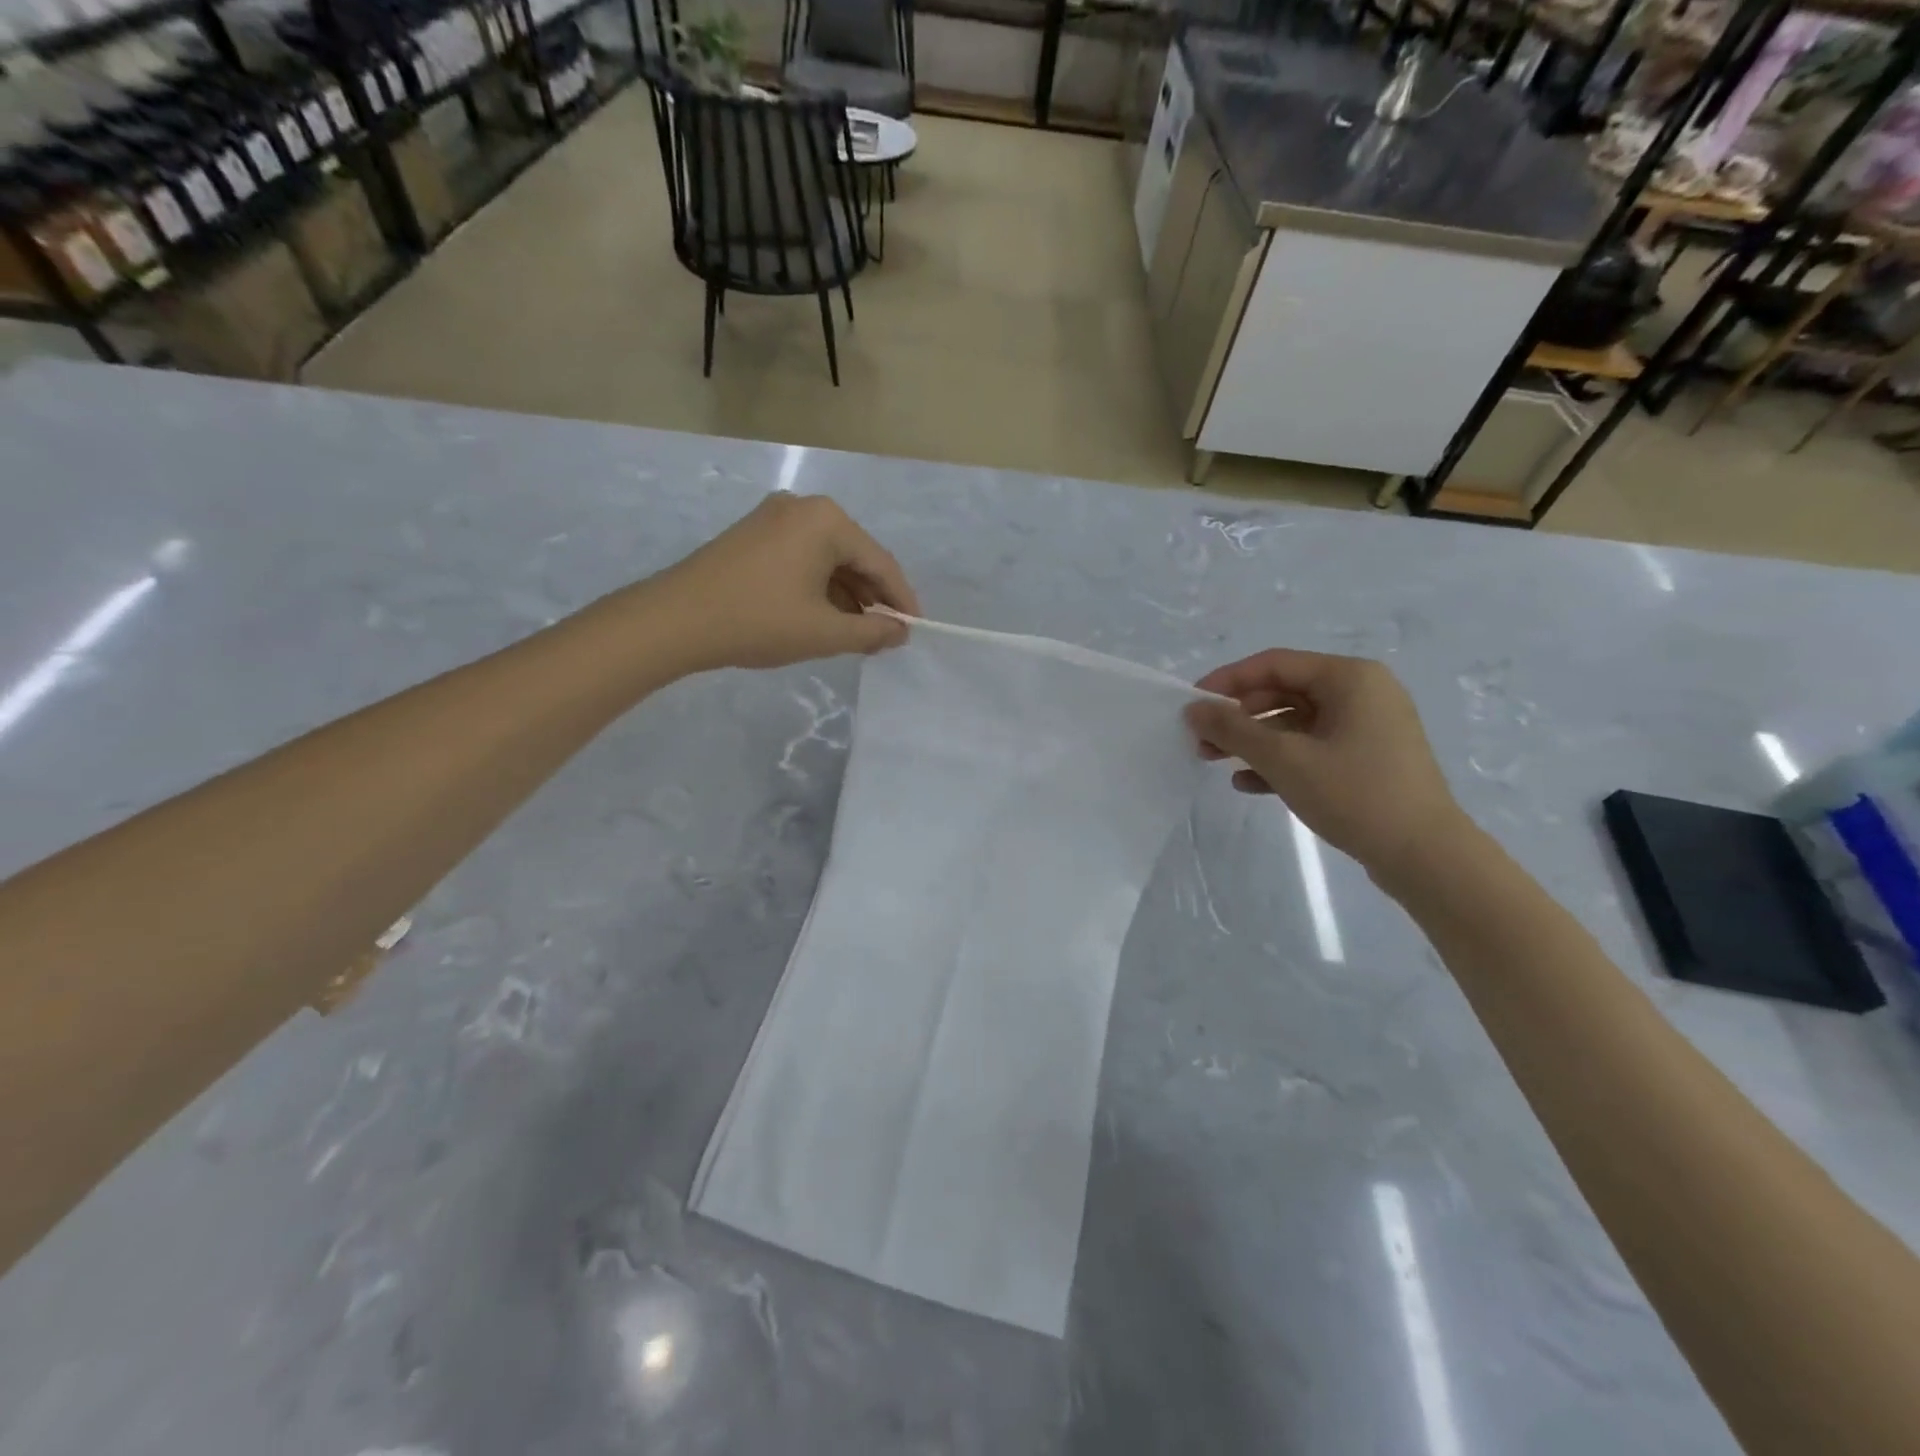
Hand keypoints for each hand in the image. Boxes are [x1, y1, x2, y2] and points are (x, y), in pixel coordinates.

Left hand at [643, 494, 920, 671]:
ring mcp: (774, 517)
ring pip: (827, 559)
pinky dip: (818, 587)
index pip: (880, 562)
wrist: (675, 620)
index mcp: (827, 521)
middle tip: (884, 635)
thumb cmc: (758, 621)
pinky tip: (823, 616)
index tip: (914, 629)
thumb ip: (871, 632)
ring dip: (846, 596)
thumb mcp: (824, 633)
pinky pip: (802, 558)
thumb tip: (900, 632)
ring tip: (855, 633)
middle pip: (854, 556)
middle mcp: (803, 507)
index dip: (901, 599)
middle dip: (872, 598)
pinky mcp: (753, 534)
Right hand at [1185, 649, 1470, 883]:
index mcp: (1350, 678)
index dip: (1227, 681)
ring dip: (1254, 741)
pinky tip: (1249, 784)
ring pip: (1295, 723)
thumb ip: (1234, 729)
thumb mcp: (1285, 759)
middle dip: (1238, 717)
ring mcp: (1368, 727)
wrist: (1425, 856)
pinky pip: (1313, 747)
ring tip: (1216, 763)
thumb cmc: (1355, 794)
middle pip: (1283, 692)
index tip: (1193, 705)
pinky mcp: (1368, 758)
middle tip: (1202, 740)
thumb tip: (1194, 708)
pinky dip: (1281, 760)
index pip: (1274, 664)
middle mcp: (1362, 693)